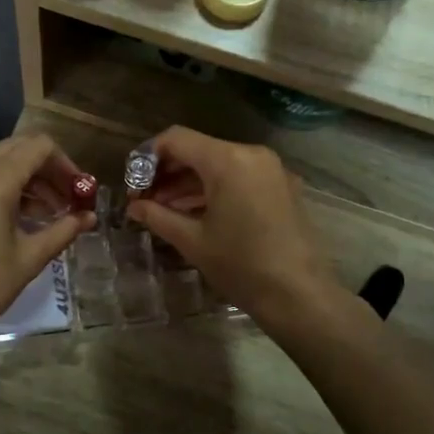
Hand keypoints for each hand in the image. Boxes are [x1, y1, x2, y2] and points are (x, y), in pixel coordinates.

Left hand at [0, 134, 94, 347]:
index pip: (40, 146)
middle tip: (66, 200)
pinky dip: (3, 186)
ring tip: (47, 213)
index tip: (79, 192)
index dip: (66, 164)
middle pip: (19, 148)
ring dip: (27, 178)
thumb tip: (89, 217)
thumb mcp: (29, 258)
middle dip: (48, 169)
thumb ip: (63, 230)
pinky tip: (16, 219)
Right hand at [125, 126, 337, 323]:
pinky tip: (194, 212)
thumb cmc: (241, 265)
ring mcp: (270, 169)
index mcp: (227, 160)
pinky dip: (214, 188)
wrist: (299, 294)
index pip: (176, 139)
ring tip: (164, 210)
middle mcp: (251, 154)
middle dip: (167, 172)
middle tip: (144, 199)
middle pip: (197, 149)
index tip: (133, 184)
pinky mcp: (281, 186)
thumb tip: (133, 207)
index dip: (148, 157)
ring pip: (218, 164)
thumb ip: (158, 216)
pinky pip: (239, 176)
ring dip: (189, 182)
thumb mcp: (192, 241)